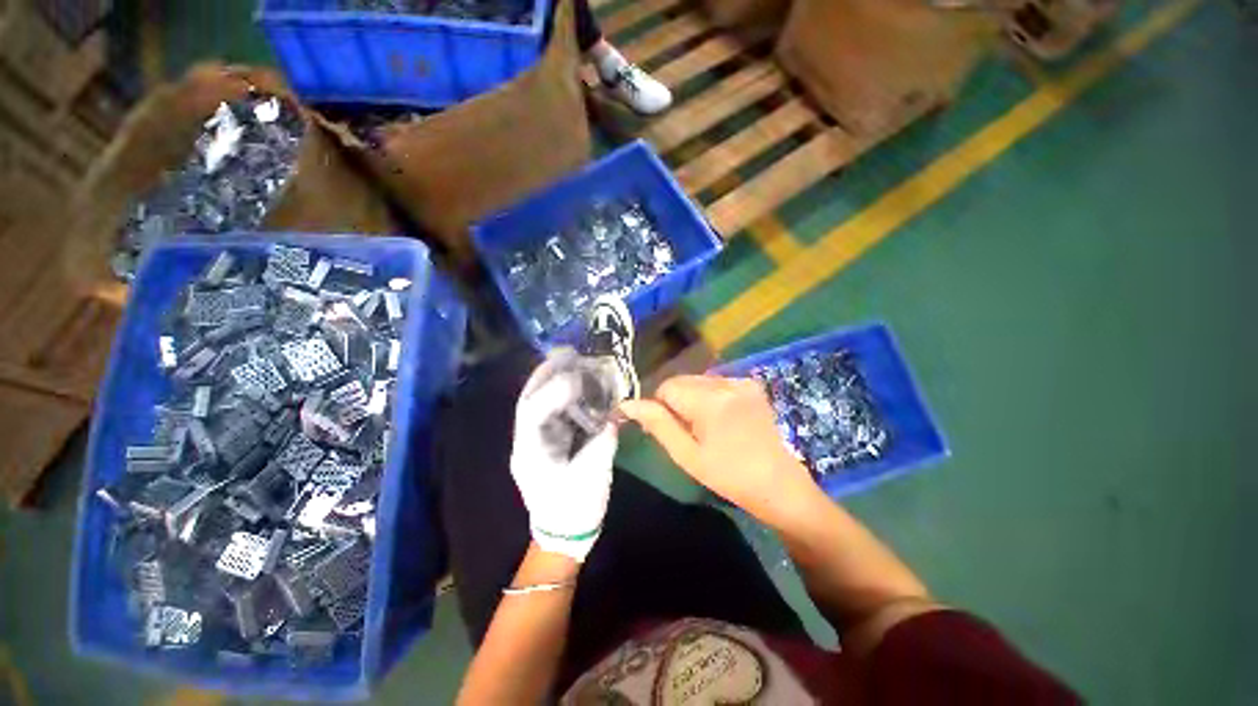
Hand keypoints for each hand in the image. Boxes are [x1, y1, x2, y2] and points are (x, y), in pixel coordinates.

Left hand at [511, 350, 617, 561]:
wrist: (563, 535)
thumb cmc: (576, 509)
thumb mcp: (594, 476)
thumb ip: (602, 441)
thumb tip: (613, 415)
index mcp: (531, 454)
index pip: (533, 413)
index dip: (552, 390)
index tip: (575, 376)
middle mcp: (526, 443)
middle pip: (528, 400)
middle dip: (544, 374)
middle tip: (565, 352)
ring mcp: (533, 443)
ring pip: (536, 403)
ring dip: (550, 380)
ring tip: (568, 360)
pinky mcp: (545, 444)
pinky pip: (549, 412)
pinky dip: (559, 395)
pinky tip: (574, 384)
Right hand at [620, 375, 820, 529]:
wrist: (779, 485)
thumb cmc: (729, 476)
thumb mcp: (687, 455)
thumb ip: (657, 424)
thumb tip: (626, 404)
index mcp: (710, 400)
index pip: (667, 387)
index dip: (662, 407)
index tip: (672, 430)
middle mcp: (726, 382)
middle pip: (683, 380)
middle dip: (678, 402)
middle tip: (690, 432)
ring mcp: (742, 381)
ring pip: (698, 380)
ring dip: (693, 398)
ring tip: (708, 428)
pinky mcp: (751, 384)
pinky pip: (716, 382)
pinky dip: (710, 396)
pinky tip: (722, 419)